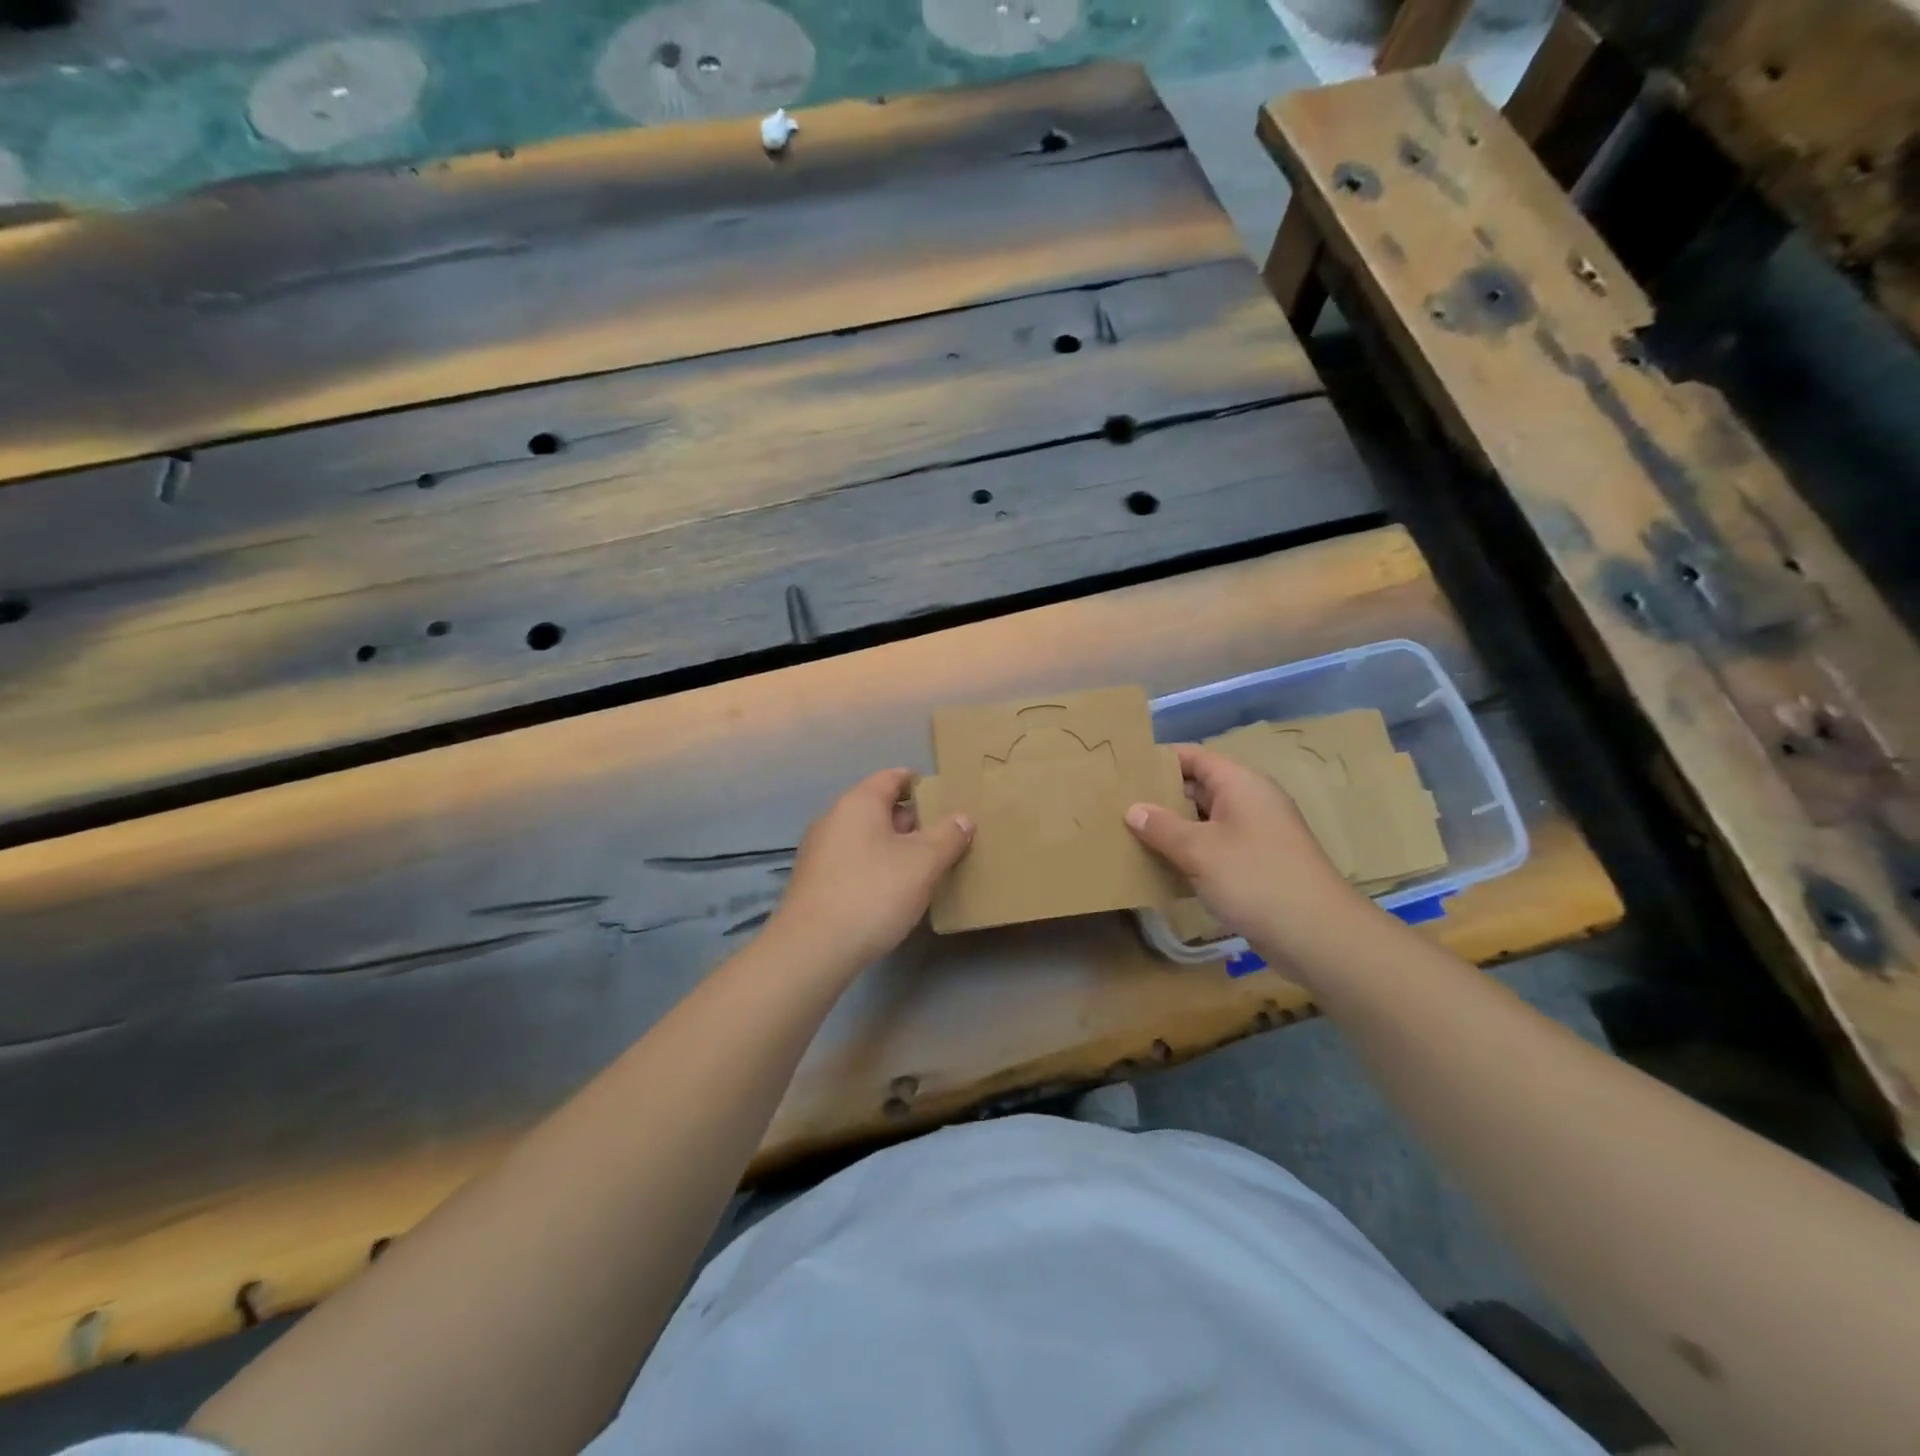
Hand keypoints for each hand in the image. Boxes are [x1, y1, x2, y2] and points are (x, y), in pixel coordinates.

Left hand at [770, 768, 973, 969]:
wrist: (812, 949)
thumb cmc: (873, 893)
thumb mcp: (923, 863)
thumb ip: (948, 837)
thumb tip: (963, 818)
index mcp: (859, 802)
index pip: (892, 777)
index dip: (920, 783)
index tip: (945, 798)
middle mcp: (834, 818)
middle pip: (879, 807)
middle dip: (911, 820)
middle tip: (942, 838)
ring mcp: (819, 850)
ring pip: (866, 837)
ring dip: (893, 846)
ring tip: (923, 867)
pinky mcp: (814, 881)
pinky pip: (853, 861)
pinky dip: (875, 866)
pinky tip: (891, 892)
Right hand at [1125, 744, 1367, 956]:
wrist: (1317, 935)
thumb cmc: (1255, 879)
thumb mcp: (1199, 850)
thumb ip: (1162, 827)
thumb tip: (1133, 809)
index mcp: (1240, 785)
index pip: (1194, 757)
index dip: (1160, 759)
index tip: (1124, 768)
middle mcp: (1250, 802)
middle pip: (1198, 788)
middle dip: (1160, 796)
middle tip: (1118, 804)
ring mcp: (1255, 835)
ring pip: (1205, 822)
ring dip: (1173, 829)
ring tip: (1130, 834)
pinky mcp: (1257, 865)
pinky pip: (1215, 849)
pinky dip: (1190, 854)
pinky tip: (1161, 867)